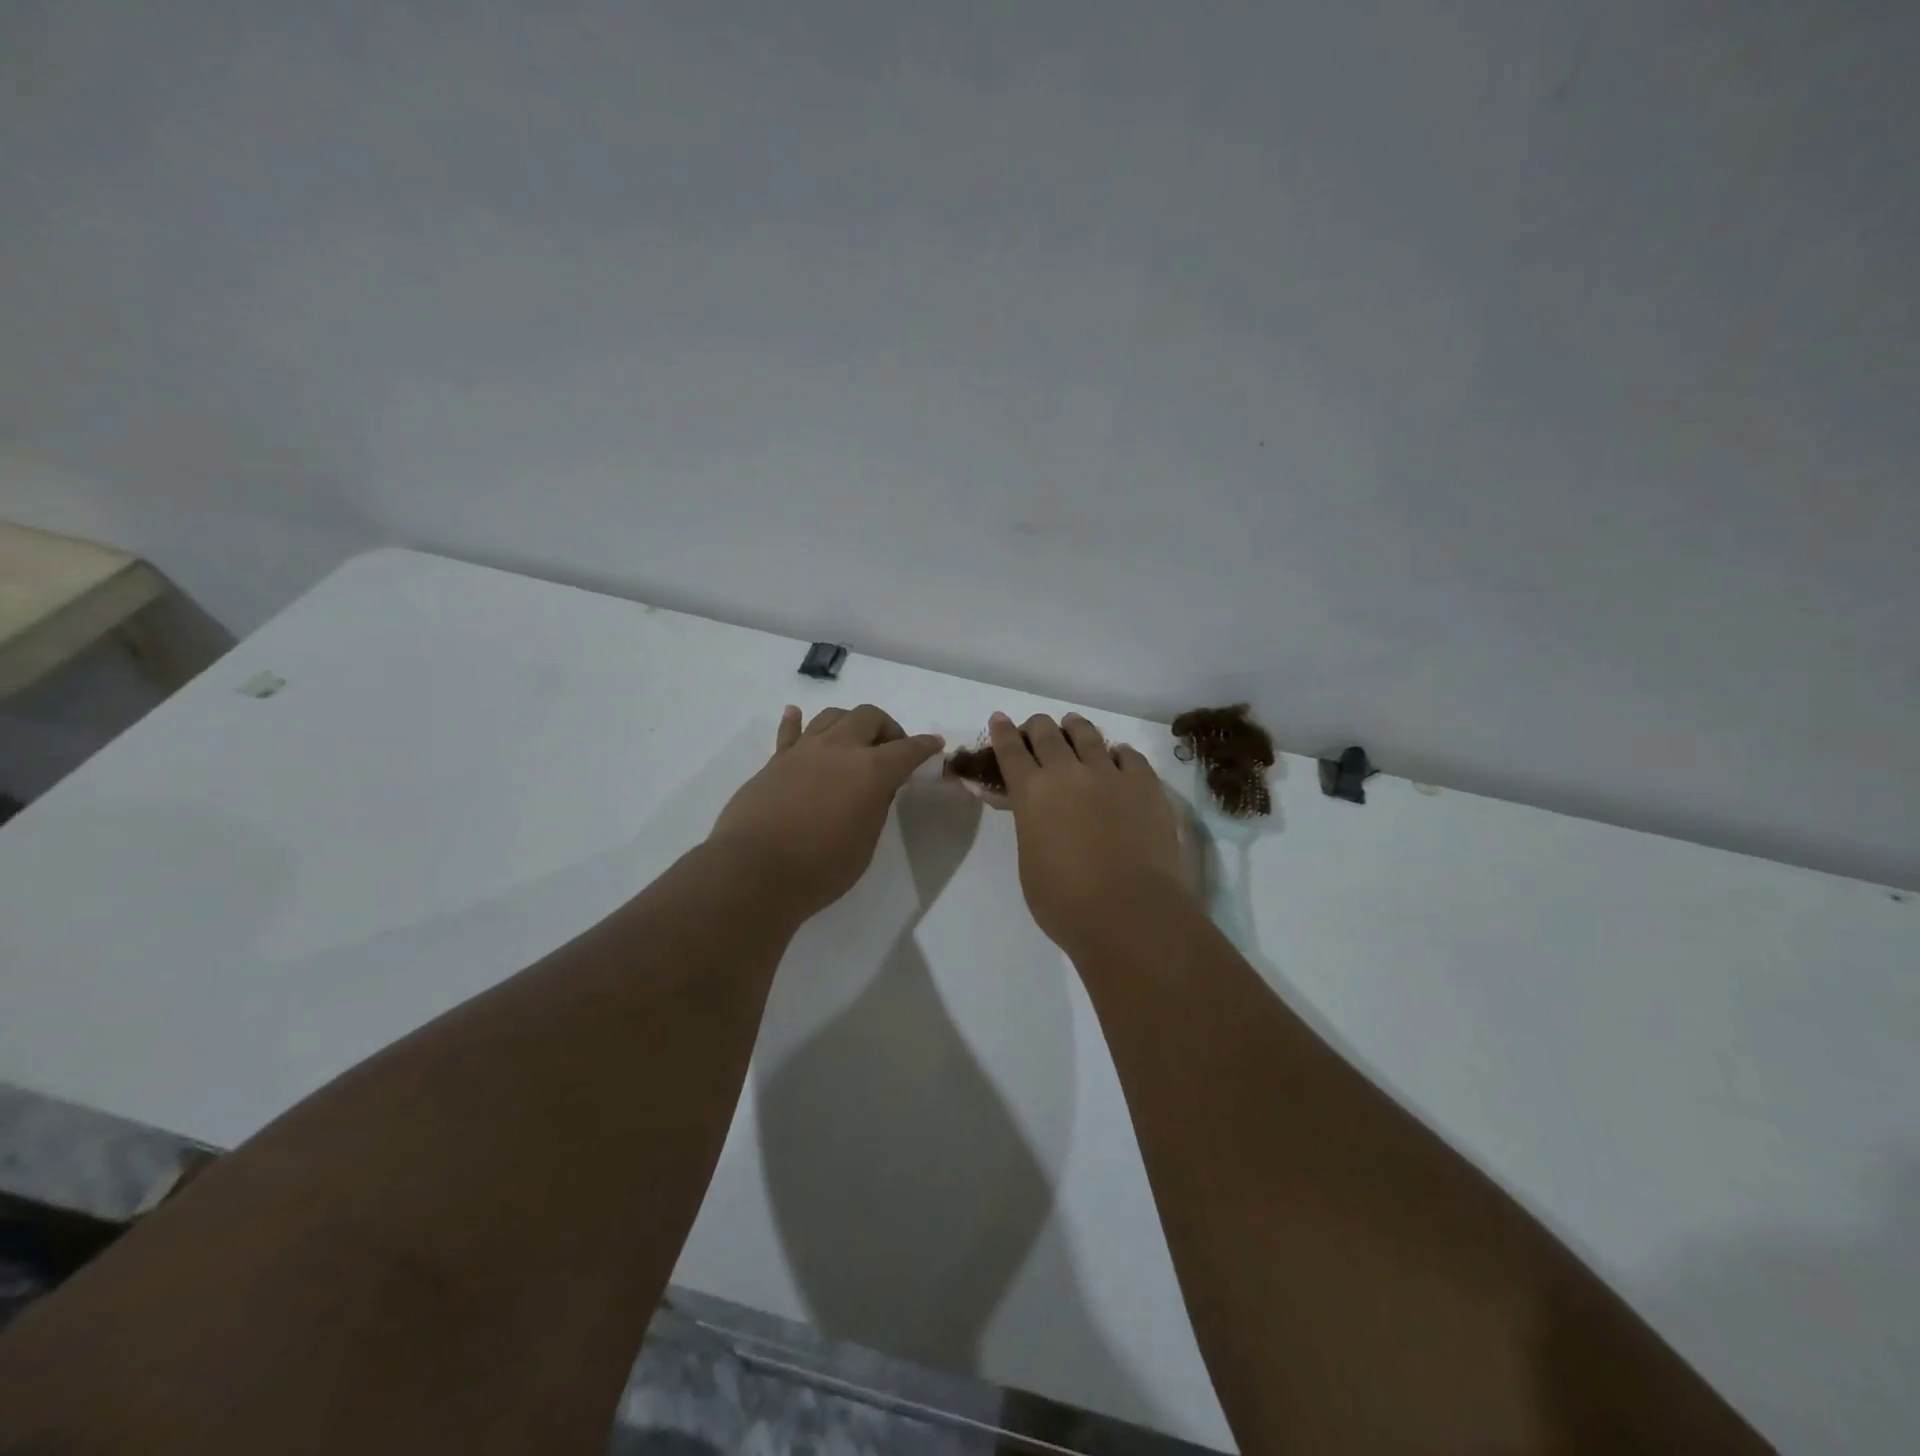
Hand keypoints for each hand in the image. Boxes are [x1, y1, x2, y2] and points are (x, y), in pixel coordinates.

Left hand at [709, 704, 944, 918]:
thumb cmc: (821, 868)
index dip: (924, 746)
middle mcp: (839, 749)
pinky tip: (796, 714)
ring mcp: (803, 750)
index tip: (934, 744)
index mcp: (871, 770)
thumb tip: (875, 787)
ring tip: (853, 740)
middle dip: (886, 728)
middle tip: (890, 749)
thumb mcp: (865, 843)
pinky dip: (797, 721)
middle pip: (868, 717)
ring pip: (832, 716)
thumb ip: (874, 807)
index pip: (907, 749)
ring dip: (849, 722)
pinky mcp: (774, 761)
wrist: (755, 872)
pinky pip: (789, 731)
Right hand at [987, 711, 1190, 955]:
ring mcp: (1110, 774)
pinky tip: (1117, 757)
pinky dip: (1117, 753)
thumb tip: (1033, 812)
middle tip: (1036, 727)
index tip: (999, 719)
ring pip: (1088, 735)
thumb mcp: (1029, 863)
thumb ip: (1029, 827)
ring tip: (1073, 725)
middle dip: (1037, 726)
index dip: (1003, 732)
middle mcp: (1068, 773)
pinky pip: (1129, 755)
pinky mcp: (1146, 784)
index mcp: (1032, 793)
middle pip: (1047, 734)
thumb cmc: (1067, 903)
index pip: (1010, 751)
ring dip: (1075, 727)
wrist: (1131, 914)